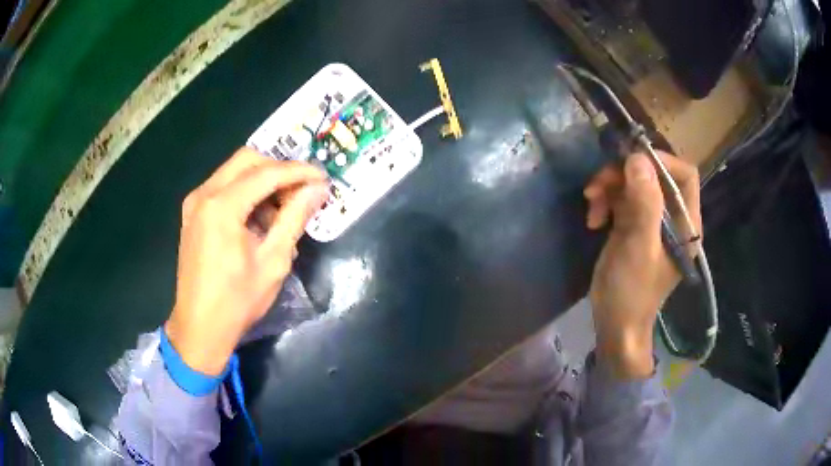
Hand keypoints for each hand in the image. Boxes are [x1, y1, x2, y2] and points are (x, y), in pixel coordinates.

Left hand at [165, 148, 327, 374]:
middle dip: (278, 169)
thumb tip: (318, 189)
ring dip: (262, 181)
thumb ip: (295, 218)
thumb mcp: (273, 261)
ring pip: (234, 171)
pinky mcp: (193, 213)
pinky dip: (245, 193)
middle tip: (301, 190)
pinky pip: (223, 187)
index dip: (298, 172)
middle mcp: (204, 194)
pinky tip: (258, 219)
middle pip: (247, 160)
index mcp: (222, 206)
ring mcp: (195, 203)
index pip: (267, 173)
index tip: (323, 177)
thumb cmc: (238, 300)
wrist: (200, 327)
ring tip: (282, 209)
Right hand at [584, 152, 700, 378]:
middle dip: (624, 175)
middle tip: (597, 184)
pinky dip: (606, 201)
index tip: (630, 161)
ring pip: (634, 184)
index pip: (684, 174)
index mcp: (685, 223)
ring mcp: (652, 221)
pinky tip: (594, 219)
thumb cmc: (632, 292)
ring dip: (610, 188)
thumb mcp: (639, 247)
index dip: (660, 161)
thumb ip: (644, 203)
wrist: (615, 324)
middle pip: (654, 176)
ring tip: (591, 205)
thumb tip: (637, 158)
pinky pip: (622, 199)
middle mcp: (672, 217)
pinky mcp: (634, 226)